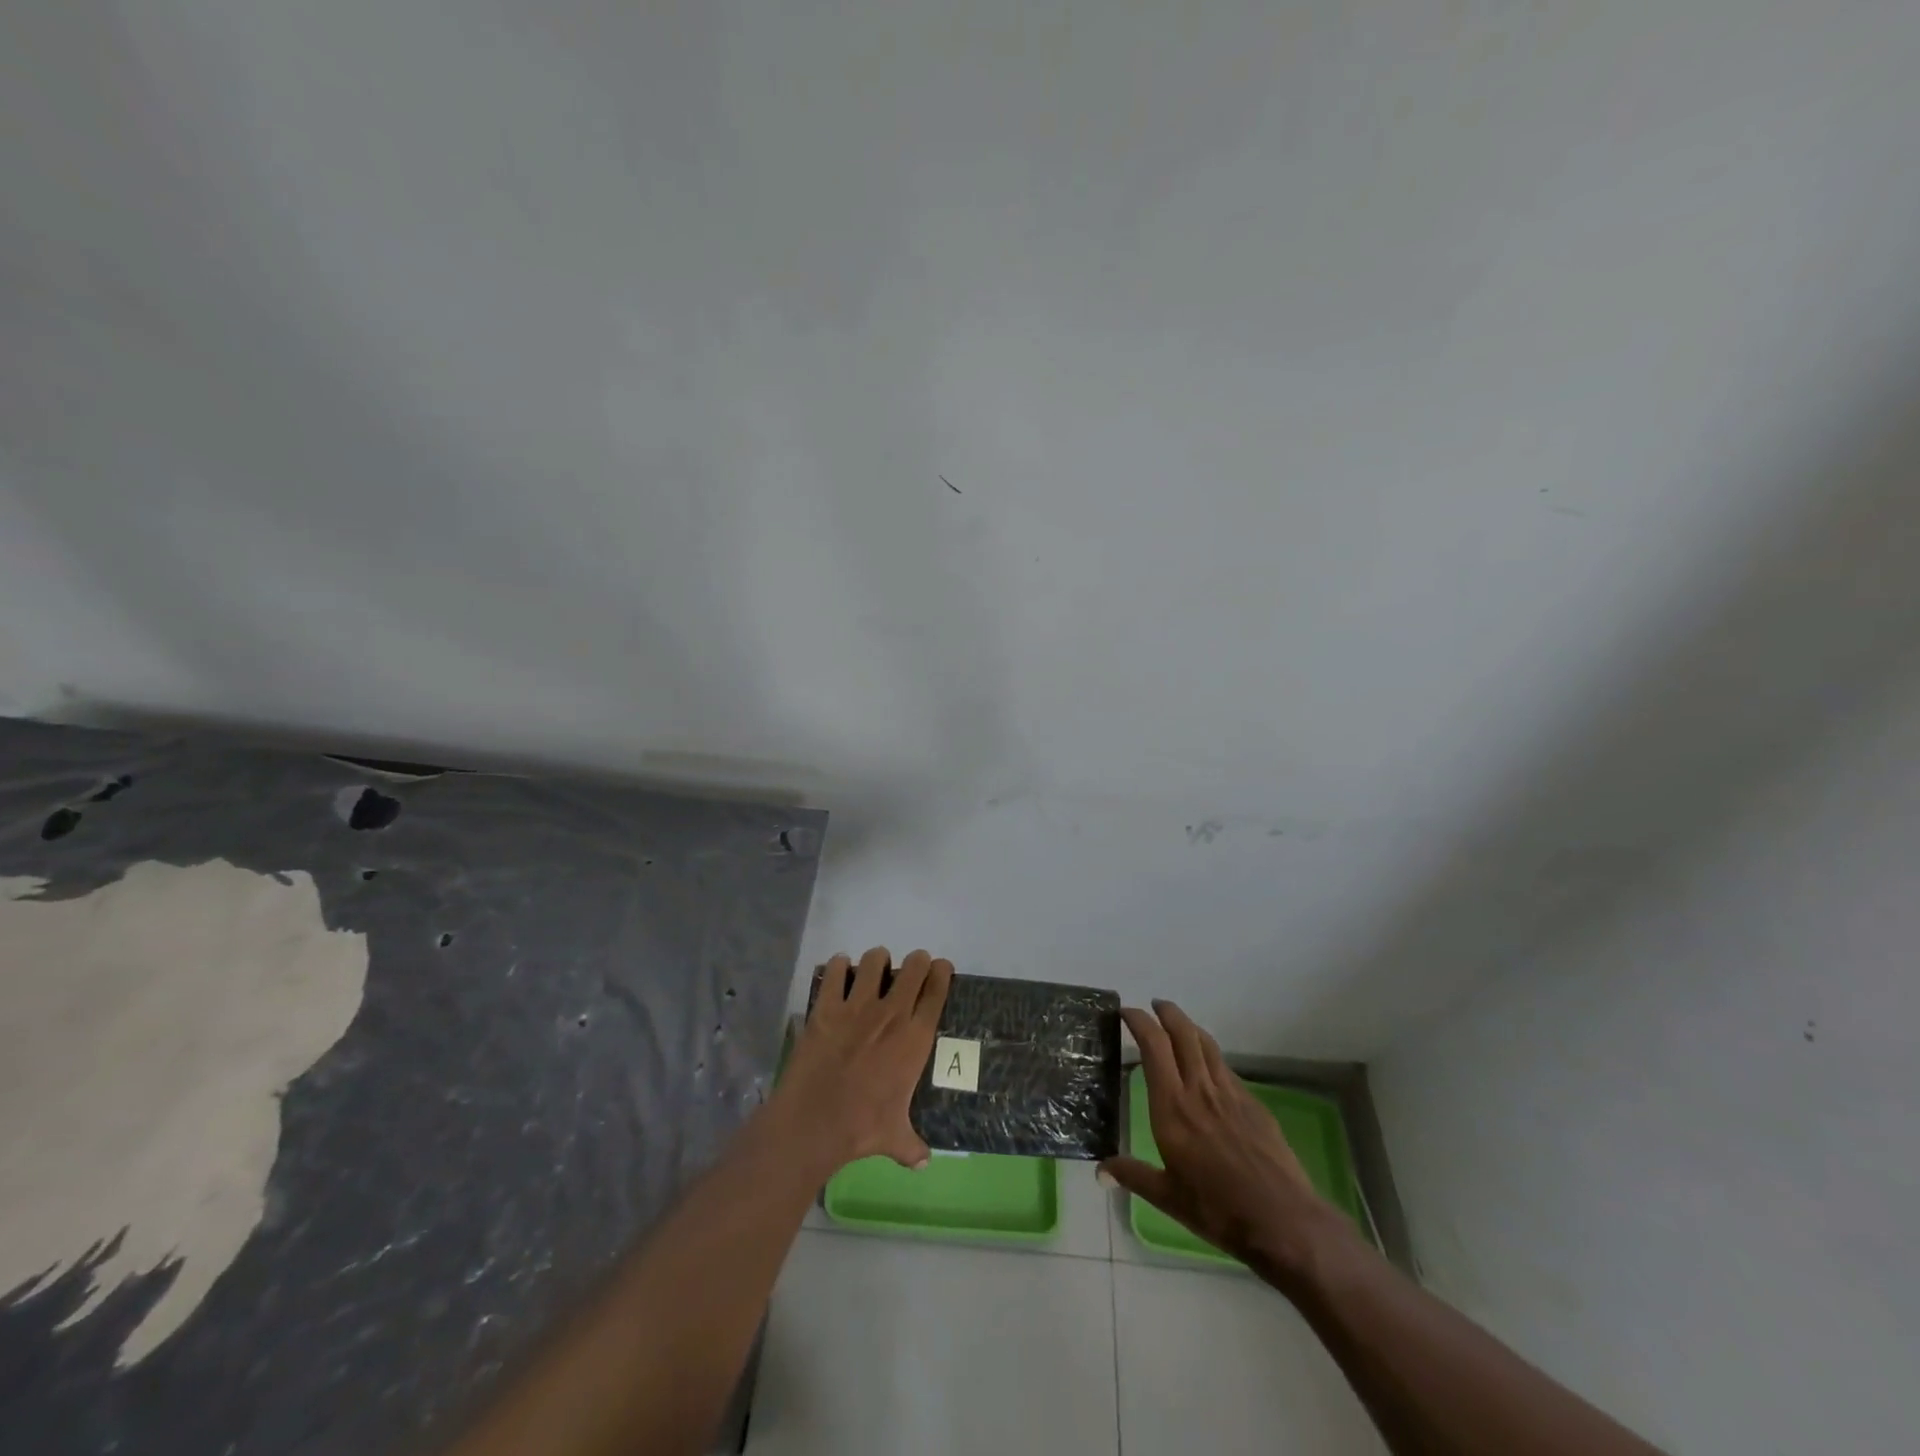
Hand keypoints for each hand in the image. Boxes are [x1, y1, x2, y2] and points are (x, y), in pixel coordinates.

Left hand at [774, 946, 952, 1175]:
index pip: (936, 992)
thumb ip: (912, 1146)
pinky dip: (839, 966)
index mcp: (914, 1039)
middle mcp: (891, 1014)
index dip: (941, 973)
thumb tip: (924, 1163)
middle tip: (912, 967)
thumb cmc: (861, 1128)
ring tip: (875, 968)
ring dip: (878, 961)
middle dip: (916, 962)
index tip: (941, 967)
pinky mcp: (826, 1007)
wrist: (814, 1123)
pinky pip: (835, 971)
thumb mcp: (894, 1138)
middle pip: (913, 968)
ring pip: (875, 961)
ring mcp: (857, 1006)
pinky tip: (840, 971)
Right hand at [1100, 1000, 1353, 1279]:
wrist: (1281, 1219)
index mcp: (1172, 1107)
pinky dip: (1211, 1056)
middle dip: (1167, 1013)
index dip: (1139, 1022)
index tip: (1126, 1013)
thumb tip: (1100, 1170)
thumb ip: (1133, 1176)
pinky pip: (1226, 1068)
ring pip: (1207, 1045)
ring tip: (1179, 1025)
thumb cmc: (1218, 1210)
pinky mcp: (1253, 1104)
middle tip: (1154, 1006)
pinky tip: (1209, 1068)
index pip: (1153, 1047)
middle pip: (1183, 1034)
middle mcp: (1199, 1089)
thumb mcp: (1168, 1198)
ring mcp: (1230, 1093)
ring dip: (1190, 1027)